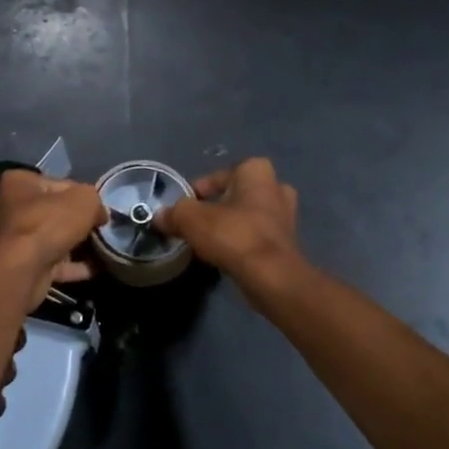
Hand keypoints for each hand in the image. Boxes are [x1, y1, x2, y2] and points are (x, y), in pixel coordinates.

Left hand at [0, 169, 105, 308]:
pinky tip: (95, 268)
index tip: (97, 208)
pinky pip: (52, 262)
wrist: (23, 270)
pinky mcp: (20, 266)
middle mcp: (9, 208)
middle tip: (99, 228)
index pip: (57, 183)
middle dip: (75, 222)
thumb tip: (99, 214)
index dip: (81, 195)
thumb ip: (95, 200)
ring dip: (75, 245)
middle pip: (52, 212)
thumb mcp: (84, 200)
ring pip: (51, 239)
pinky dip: (72, 266)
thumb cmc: (48, 223)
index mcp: (18, 183)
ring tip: (101, 249)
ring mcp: (12, 240)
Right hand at [155, 157, 300, 280]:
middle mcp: (276, 187)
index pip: (218, 176)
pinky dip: (243, 243)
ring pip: (249, 216)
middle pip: (236, 195)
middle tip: (198, 224)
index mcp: (256, 171)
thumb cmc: (233, 234)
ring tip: (209, 242)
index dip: (197, 192)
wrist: (271, 276)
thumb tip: (160, 217)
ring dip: (231, 226)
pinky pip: (258, 236)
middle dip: (218, 207)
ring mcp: (287, 216)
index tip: (183, 210)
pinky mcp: (289, 243)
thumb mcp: (191, 219)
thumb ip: (173, 214)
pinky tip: (227, 256)